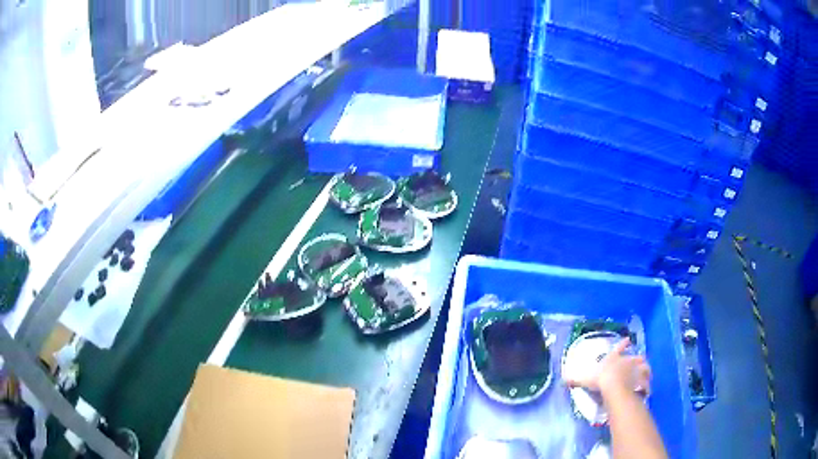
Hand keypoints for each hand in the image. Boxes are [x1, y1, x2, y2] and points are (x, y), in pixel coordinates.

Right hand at [565, 338, 651, 397]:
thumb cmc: (601, 380)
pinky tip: (647, 389)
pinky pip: (646, 382)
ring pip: (644, 366)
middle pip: (635, 357)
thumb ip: (575, 379)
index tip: (628, 340)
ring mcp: (637, 369)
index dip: (623, 345)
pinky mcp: (642, 379)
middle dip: (637, 359)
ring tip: (646, 374)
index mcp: (614, 359)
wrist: (616, 386)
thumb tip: (562, 379)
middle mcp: (628, 361)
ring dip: (645, 370)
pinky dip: (647, 385)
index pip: (619, 349)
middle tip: (639, 361)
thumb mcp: (585, 379)